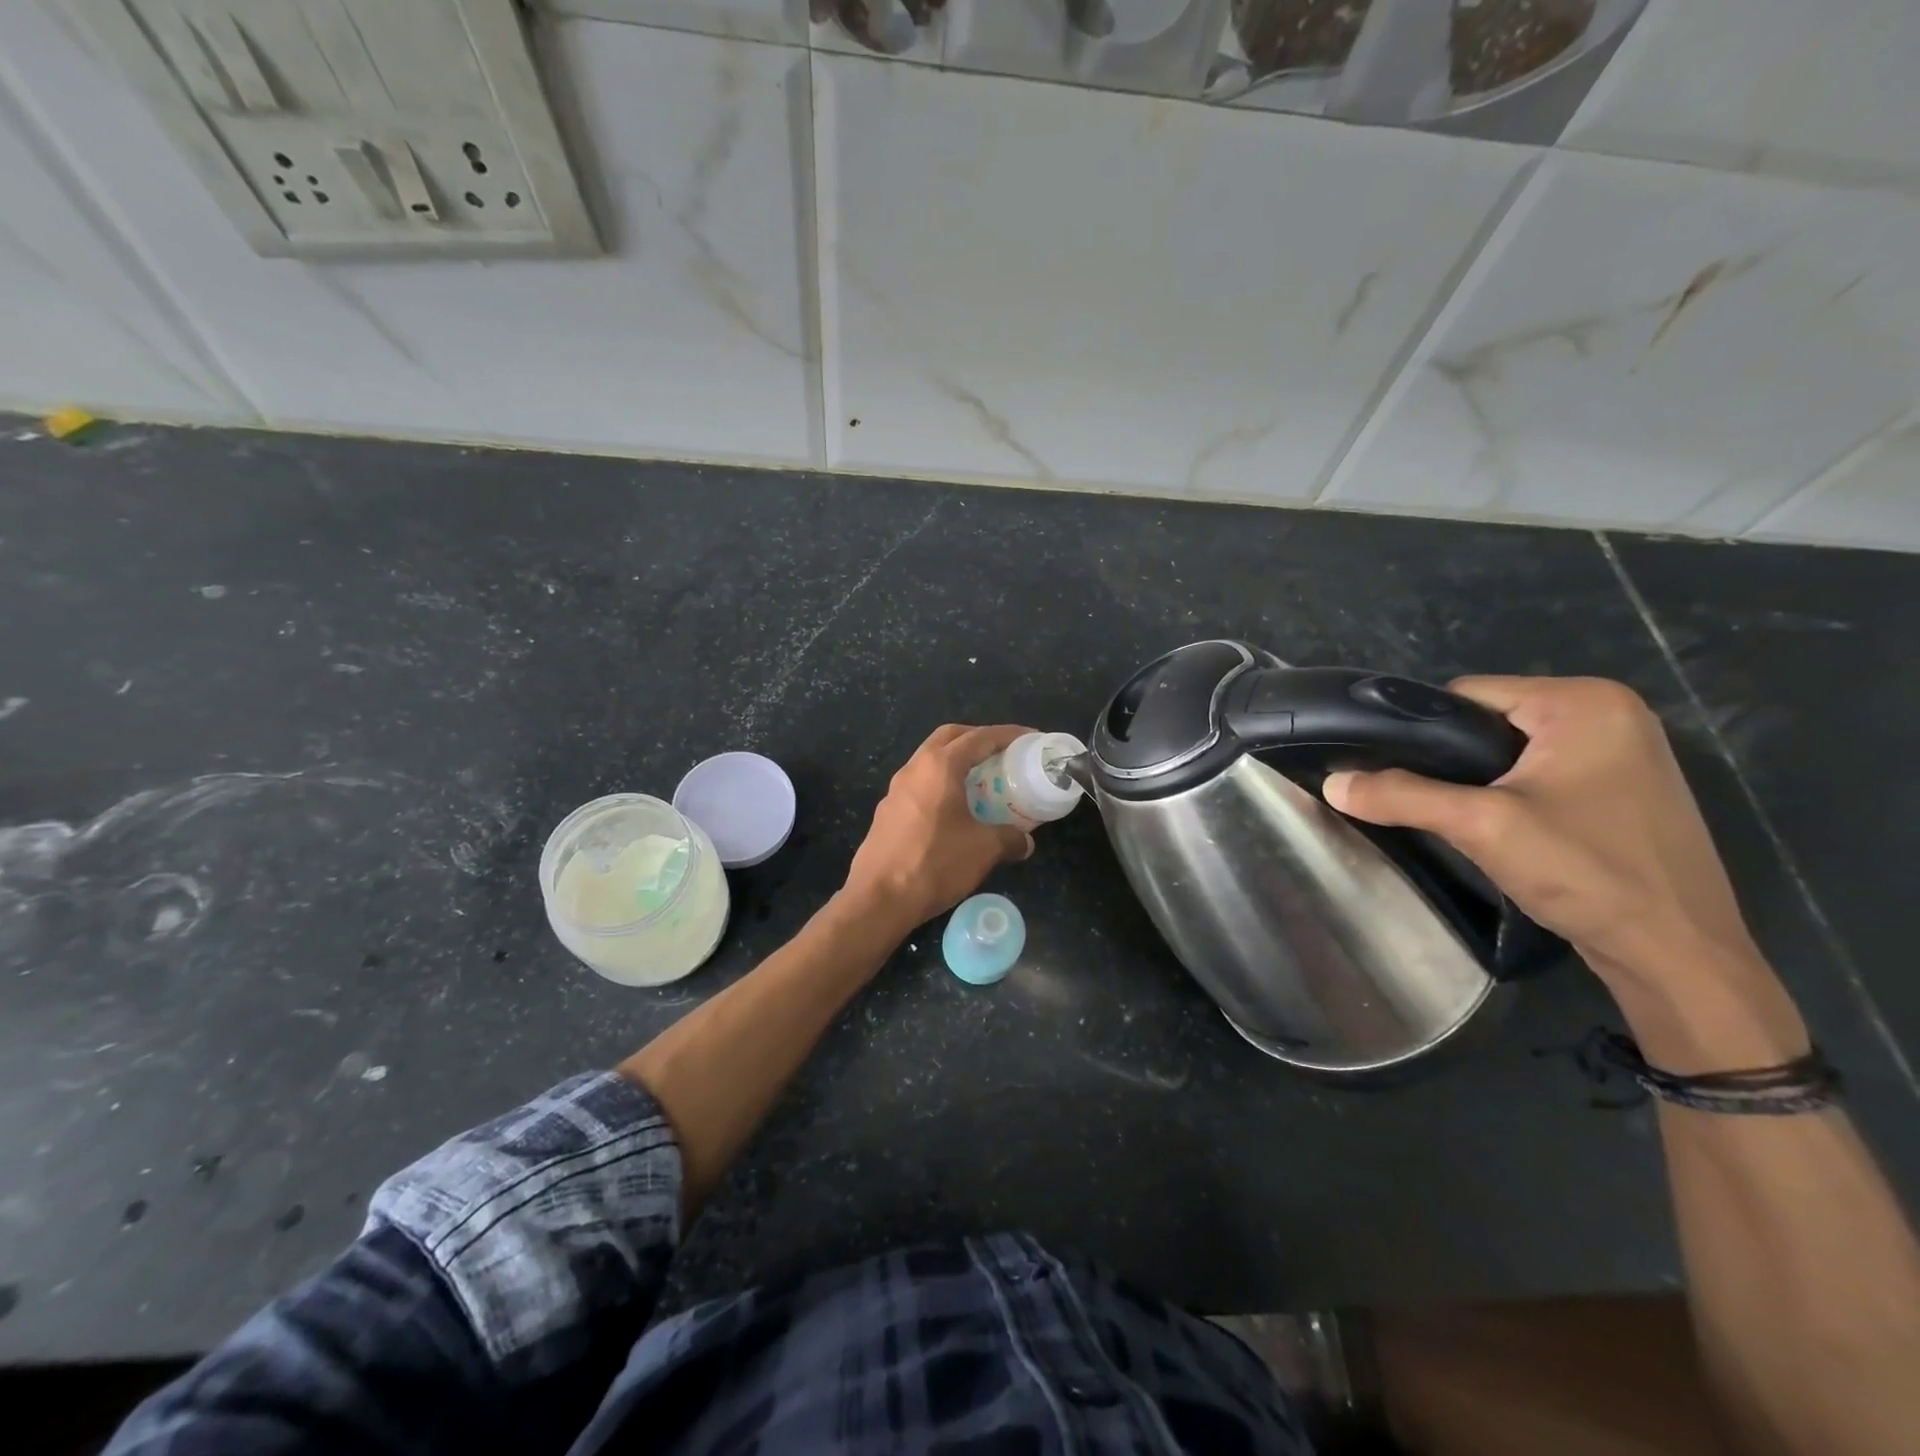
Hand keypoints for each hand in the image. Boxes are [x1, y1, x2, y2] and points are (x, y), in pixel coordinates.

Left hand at [843, 724, 1035, 933]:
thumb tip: (1026, 842)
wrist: (878, 899)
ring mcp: (895, 790)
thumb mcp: (984, 849)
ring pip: (930, 760)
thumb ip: (1010, 838)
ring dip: (956, 762)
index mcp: (939, 766)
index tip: (1031, 738)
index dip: (1009, 735)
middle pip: (949, 738)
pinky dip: (942, 785)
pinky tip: (955, 810)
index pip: (979, 737)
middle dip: (978, 738)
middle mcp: (914, 768)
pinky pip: (920, 785)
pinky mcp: (887, 812)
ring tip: (982, 781)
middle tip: (1003, 753)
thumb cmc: (935, 863)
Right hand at [1323, 677, 1760, 986]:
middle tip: (1431, 803)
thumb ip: (1401, 795)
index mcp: (1585, 700)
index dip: (1421, 731)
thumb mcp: (1481, 826)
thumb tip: (1331, 783)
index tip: (1395, 772)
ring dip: (1478, 779)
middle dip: (1451, 758)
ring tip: (1460, 818)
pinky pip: (1541, 771)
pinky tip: (1500, 828)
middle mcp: (1610, 711)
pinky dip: (1510, 792)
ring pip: (1511, 748)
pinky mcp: (1623, 787)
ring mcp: (1623, 750)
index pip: (1467, 694)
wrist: (1677, 955)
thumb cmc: (1587, 872)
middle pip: (1488, 719)